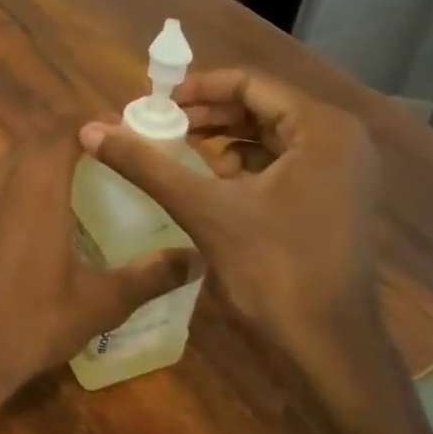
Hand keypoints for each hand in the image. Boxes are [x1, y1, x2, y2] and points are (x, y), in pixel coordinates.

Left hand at [0, 128, 199, 433]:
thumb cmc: (30, 322)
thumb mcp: (99, 304)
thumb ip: (148, 276)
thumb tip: (196, 259)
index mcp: (37, 187)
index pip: (64, 129)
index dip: (94, 121)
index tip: (126, 128)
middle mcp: (4, 180)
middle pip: (39, 136)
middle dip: (74, 133)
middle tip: (112, 148)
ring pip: (16, 154)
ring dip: (46, 150)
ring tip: (83, 169)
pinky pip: (1, 176)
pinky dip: (26, 172)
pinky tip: (45, 204)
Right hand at [78, 68, 383, 385]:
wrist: (328, 350)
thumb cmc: (273, 270)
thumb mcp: (202, 208)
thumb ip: (145, 164)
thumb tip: (89, 129)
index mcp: (322, 129)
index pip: (252, 83)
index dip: (199, 88)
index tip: (156, 103)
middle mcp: (341, 140)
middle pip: (262, 106)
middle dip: (208, 113)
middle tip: (161, 125)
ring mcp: (343, 172)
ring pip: (270, 134)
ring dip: (223, 137)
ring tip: (179, 149)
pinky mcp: (335, 199)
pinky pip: (283, 161)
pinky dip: (243, 163)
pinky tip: (212, 182)